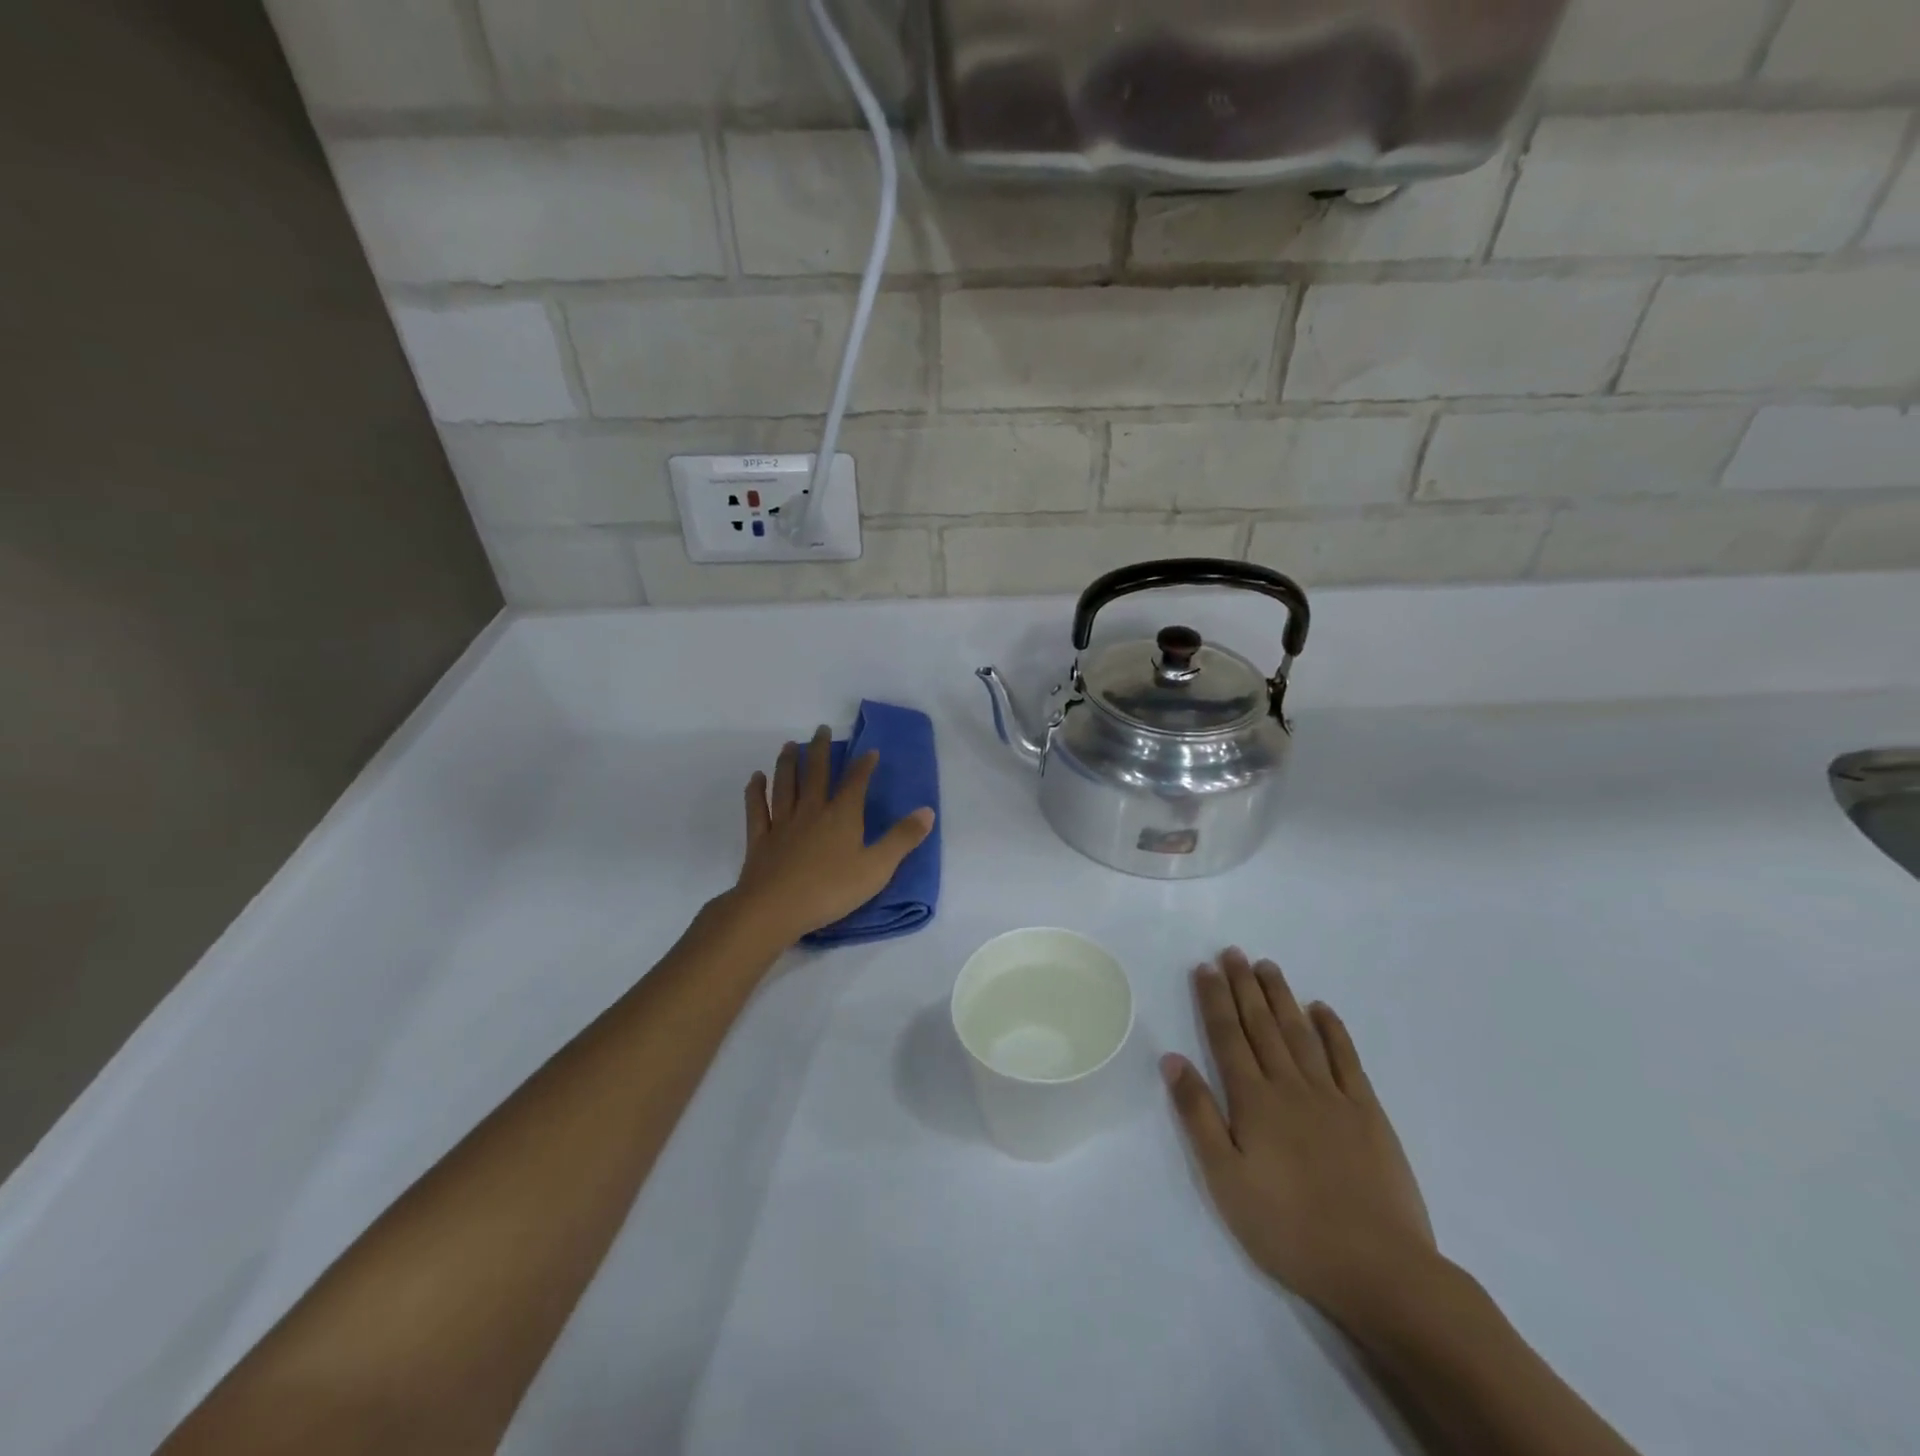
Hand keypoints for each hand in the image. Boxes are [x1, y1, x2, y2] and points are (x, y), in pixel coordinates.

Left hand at [726, 726, 934, 947]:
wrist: (774, 908)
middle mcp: (811, 811)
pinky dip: (756, 791)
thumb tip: (928, 810)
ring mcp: (782, 823)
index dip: (863, 765)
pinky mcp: (759, 839)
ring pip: (785, 785)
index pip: (855, 783)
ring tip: (789, 744)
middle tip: (820, 729)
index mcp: (842, 816)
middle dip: (819, 750)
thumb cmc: (831, 890)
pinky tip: (756, 778)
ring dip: (788, 763)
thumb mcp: (877, 868)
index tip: (869, 750)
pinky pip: (757, 809)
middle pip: (815, 774)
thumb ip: (902, 839)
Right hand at [1162, 949, 1437, 1335]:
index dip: (1214, 999)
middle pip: (1261, 1025)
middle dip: (1244, 986)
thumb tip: (1172, 1059)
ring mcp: (1333, 1097)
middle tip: (1233, 952)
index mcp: (1253, 1100)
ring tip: (1267, 966)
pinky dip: (1333, 1030)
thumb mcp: (1225, 1179)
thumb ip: (1198, 1115)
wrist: (1378, 1269)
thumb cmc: (1288, 1228)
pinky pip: (1347, 1059)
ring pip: (1299, 1033)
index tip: (1205, 967)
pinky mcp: (1368, 1114)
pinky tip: (1321, 1009)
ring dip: (1281, 997)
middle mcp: (1290, 1085)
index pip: (1227, 1036)